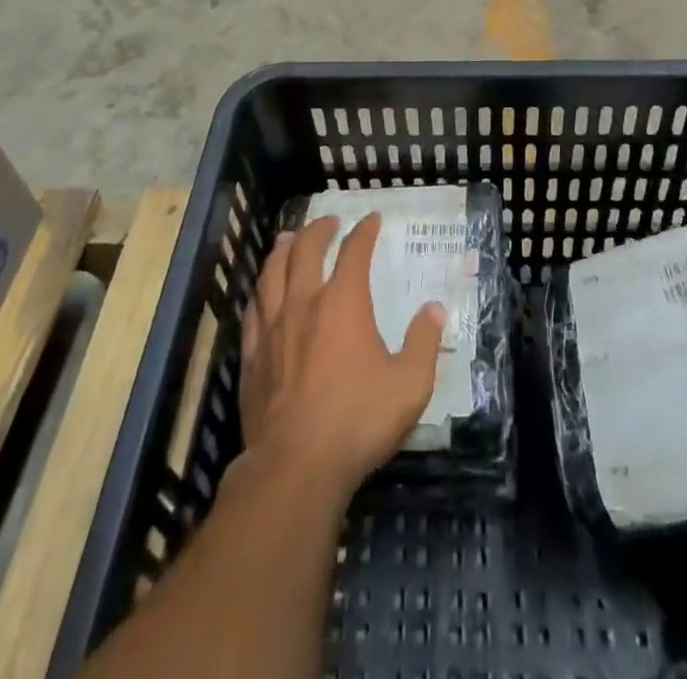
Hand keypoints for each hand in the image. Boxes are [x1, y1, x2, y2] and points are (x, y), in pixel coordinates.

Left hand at [239, 213, 445, 503]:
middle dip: (319, 230)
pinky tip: (262, 294)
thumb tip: (435, 309)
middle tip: (329, 222)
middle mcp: (304, 303)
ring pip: (272, 273)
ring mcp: (272, 328)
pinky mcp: (251, 356)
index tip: (372, 220)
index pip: (354, 252)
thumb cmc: (358, 420)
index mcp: (344, 302)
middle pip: (306, 250)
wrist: (295, 466)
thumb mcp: (410, 384)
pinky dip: (260, 292)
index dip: (364, 231)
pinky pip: (253, 310)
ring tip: (289, 239)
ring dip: (283, 250)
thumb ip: (424, 342)